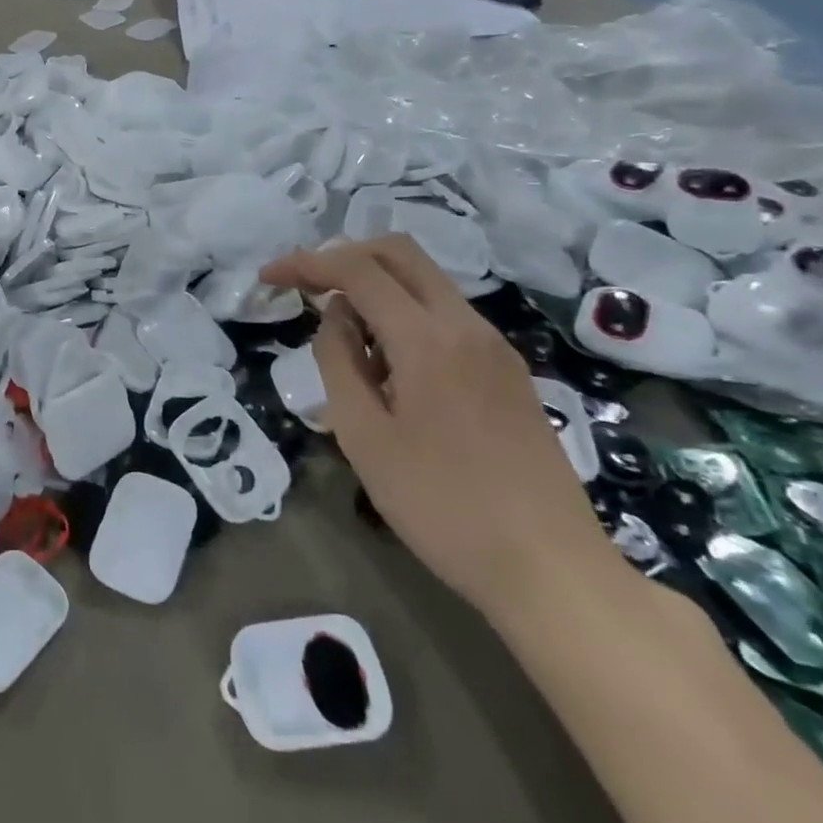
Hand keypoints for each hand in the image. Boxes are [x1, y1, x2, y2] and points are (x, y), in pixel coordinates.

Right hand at [261, 236, 620, 623]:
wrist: (552, 570)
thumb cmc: (442, 506)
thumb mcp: (365, 437)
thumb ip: (338, 361)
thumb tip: (335, 315)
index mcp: (428, 338)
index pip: (357, 269)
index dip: (307, 263)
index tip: (270, 278)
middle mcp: (466, 325)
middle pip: (400, 252)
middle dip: (345, 255)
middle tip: (306, 287)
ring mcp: (495, 345)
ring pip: (426, 281)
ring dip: (377, 286)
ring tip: (345, 339)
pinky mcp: (508, 369)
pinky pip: (447, 315)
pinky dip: (406, 314)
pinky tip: (390, 366)